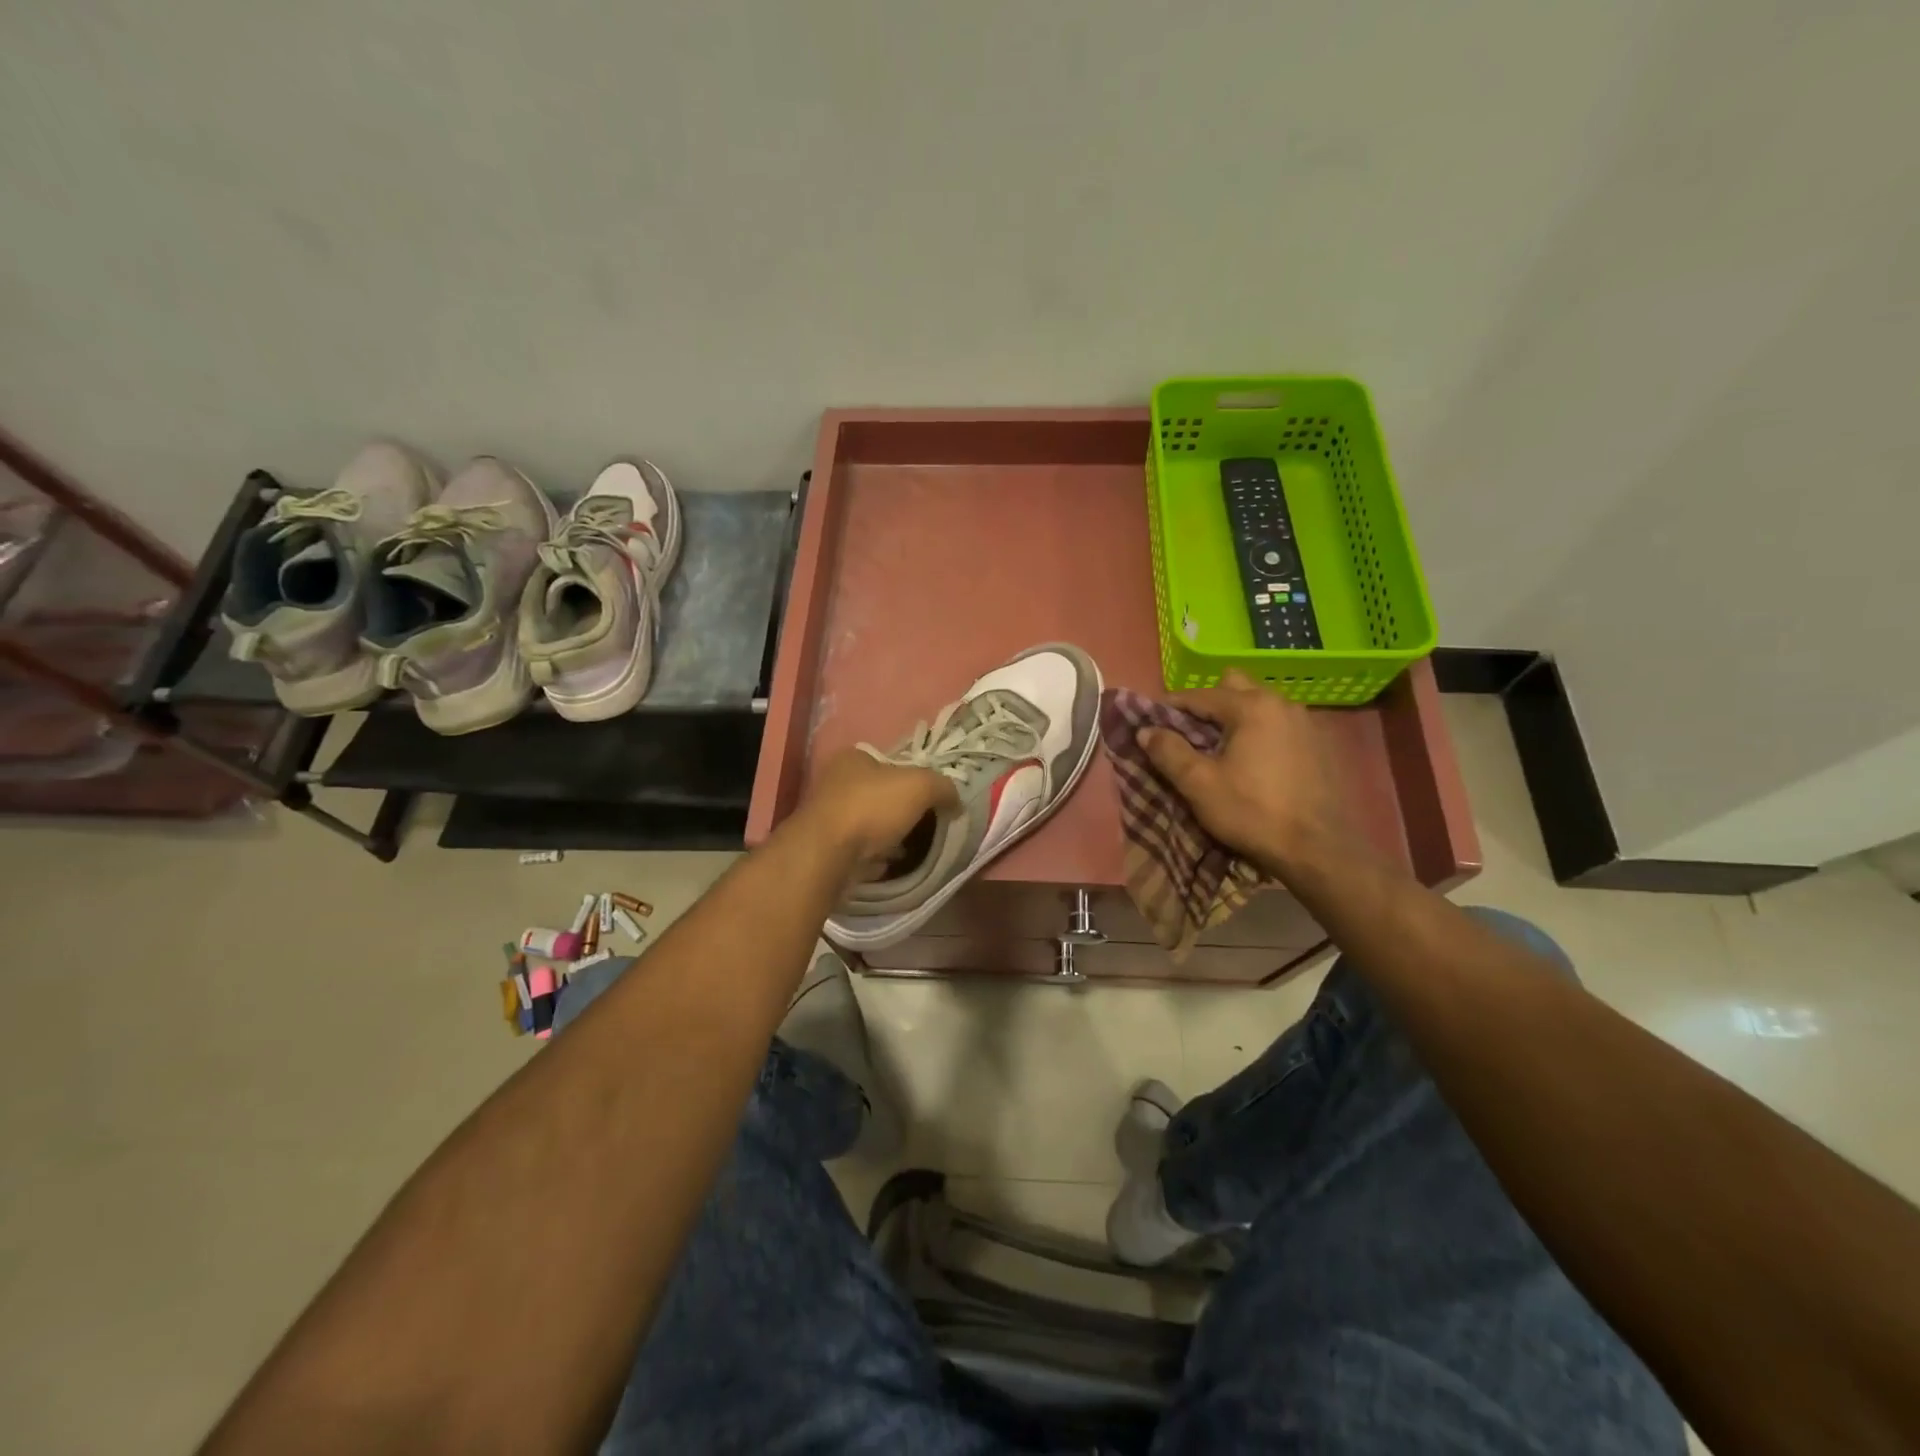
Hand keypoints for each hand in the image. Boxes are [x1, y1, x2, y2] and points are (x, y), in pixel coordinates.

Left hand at [789, 748, 958, 866]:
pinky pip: (862, 850)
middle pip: (881, 795)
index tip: (931, 799)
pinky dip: (877, 857)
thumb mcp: (920, 785)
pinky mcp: (828, 849)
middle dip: (903, 811)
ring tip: (913, 848)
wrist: (829, 856)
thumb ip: (943, 787)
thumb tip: (956, 801)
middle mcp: (836, 783)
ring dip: (890, 836)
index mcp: (853, 758)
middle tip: (927, 826)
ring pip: (871, 824)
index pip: (890, 763)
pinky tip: (893, 864)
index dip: (913, 778)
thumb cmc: (872, 808)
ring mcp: (829, 818)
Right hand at [1137, 670, 1365, 880]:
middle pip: (1234, 688)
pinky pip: (1279, 726)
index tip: (1152, 725)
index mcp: (1251, 706)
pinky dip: (1260, 734)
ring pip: (1259, 706)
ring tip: (1221, 752)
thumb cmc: (1252, 812)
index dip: (1170, 708)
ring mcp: (1306, 722)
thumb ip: (1168, 751)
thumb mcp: (1199, 784)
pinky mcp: (1320, 745)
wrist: (1318, 850)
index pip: (1198, 695)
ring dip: (1235, 720)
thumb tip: (1146, 730)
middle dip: (1208, 705)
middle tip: (1192, 736)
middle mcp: (1282, 703)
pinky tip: (1254, 764)